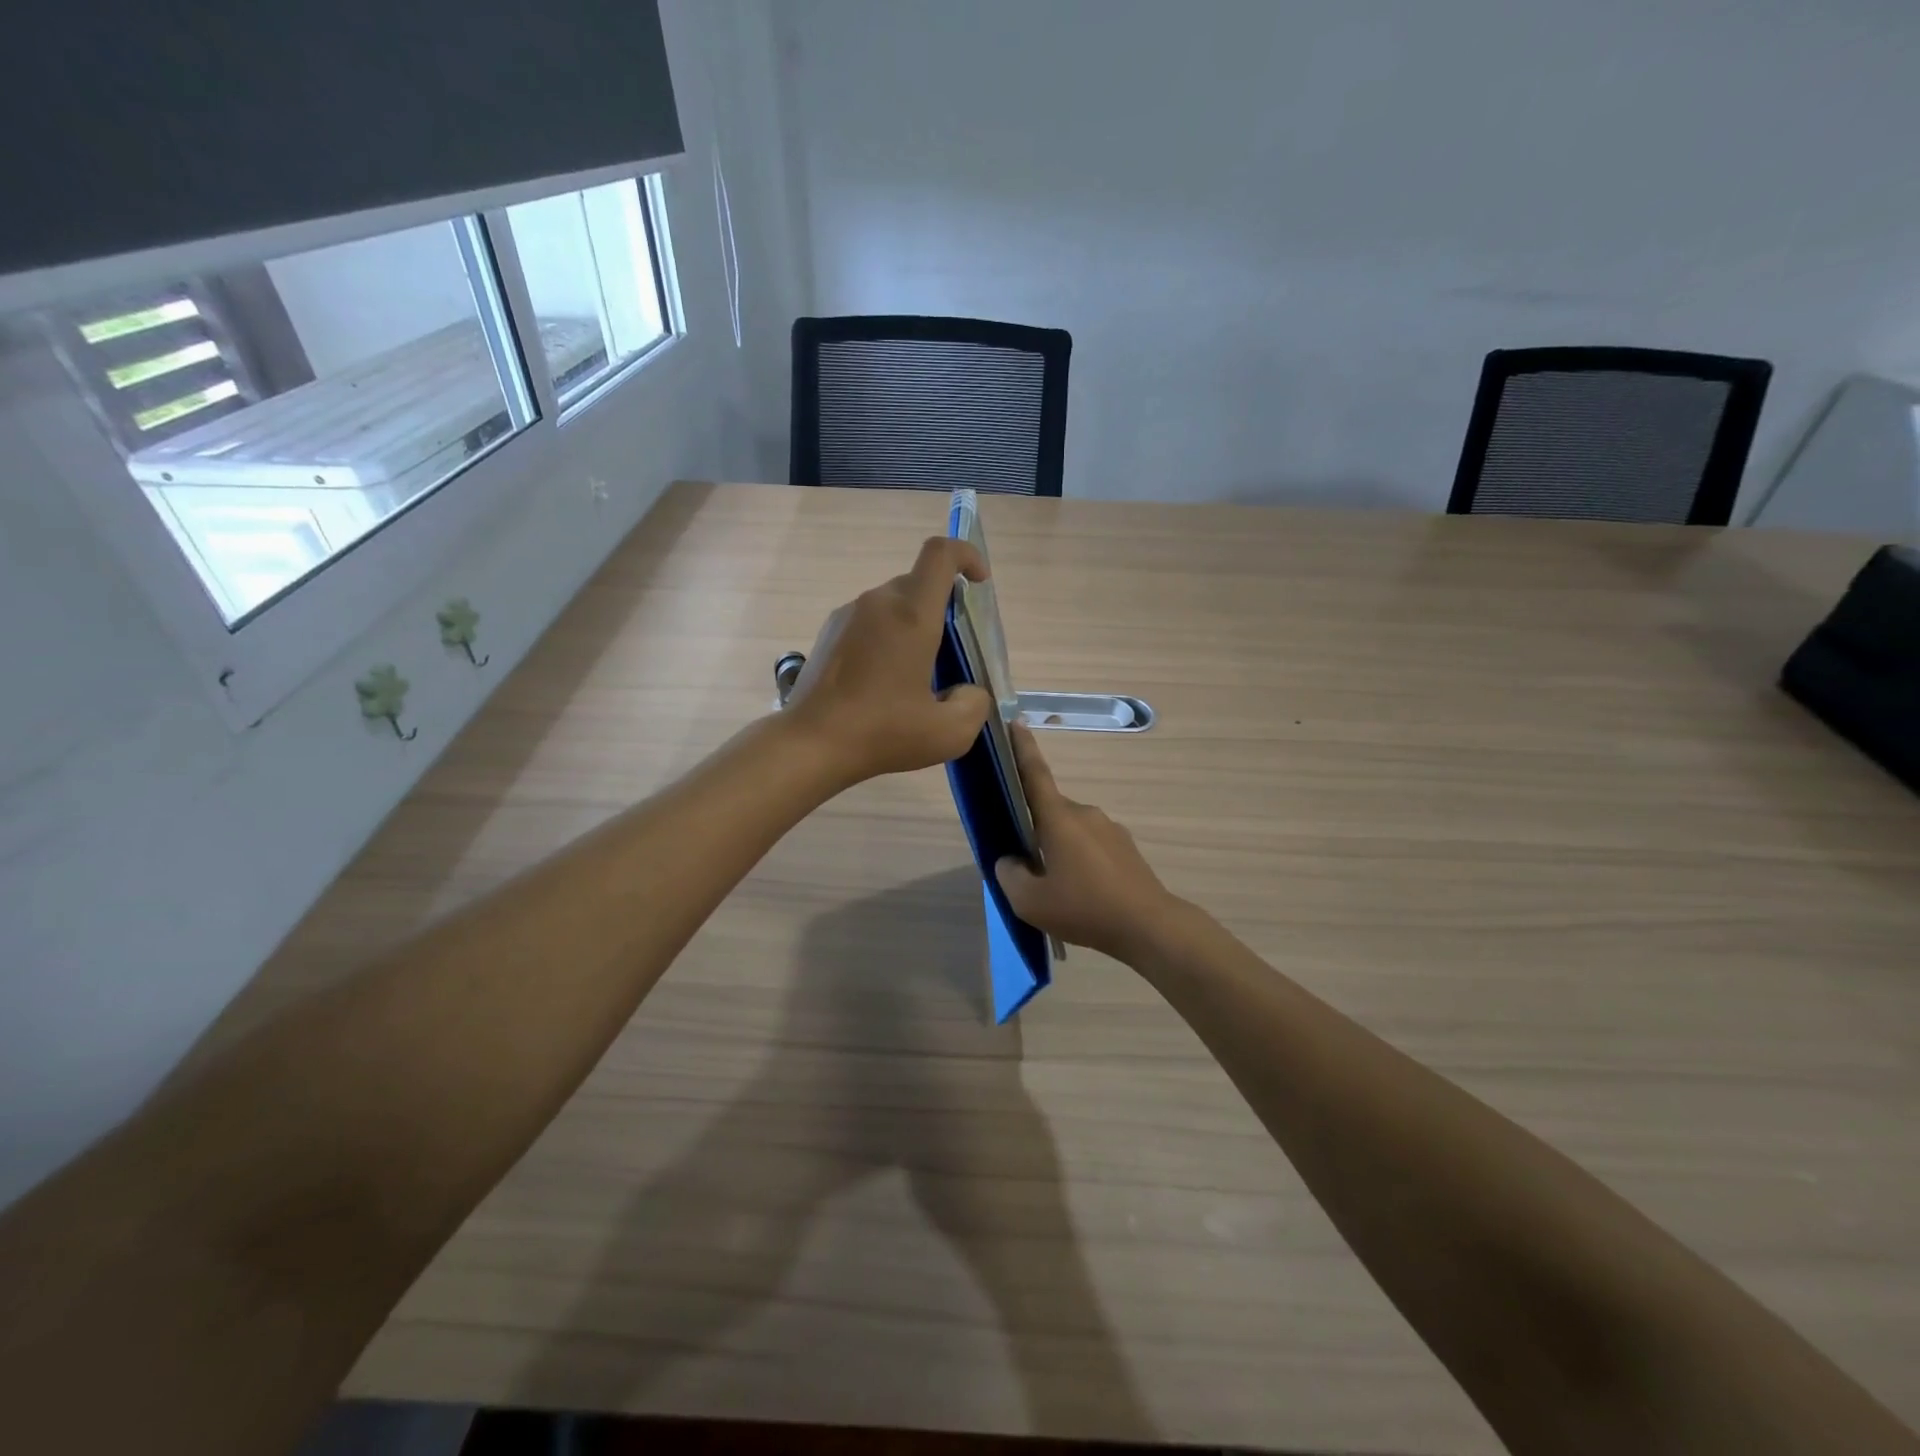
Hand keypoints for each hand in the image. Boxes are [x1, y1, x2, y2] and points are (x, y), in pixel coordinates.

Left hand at [785, 537, 993, 785]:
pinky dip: (886, 639)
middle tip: (953, 652)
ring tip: (917, 676)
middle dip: (943, 607)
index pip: (941, 554)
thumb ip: (974, 704)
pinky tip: (883, 684)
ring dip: (913, 626)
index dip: (967, 556)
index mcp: (911, 615)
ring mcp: (847, 616)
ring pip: (893, 604)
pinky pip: (869, 622)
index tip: (979, 583)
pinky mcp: (828, 634)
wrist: (811, 744)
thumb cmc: (882, 732)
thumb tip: (966, 691)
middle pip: (919, 582)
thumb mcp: (949, 733)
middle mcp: (877, 603)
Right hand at [994, 724, 1181, 960]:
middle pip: (1049, 811)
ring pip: (1071, 830)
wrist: (1149, 926)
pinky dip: (1080, 860)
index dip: (1022, 748)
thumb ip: (1009, 875)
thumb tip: (1010, 860)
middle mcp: (1085, 814)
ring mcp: (1109, 829)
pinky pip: (1091, 844)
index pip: (1035, 774)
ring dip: (1059, 848)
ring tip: (1056, 888)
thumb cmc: (1085, 908)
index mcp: (1059, 819)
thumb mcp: (1029, 902)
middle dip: (1035, 829)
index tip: (1015, 722)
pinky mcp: (1125, 847)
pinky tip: (1082, 893)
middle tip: (1025, 864)